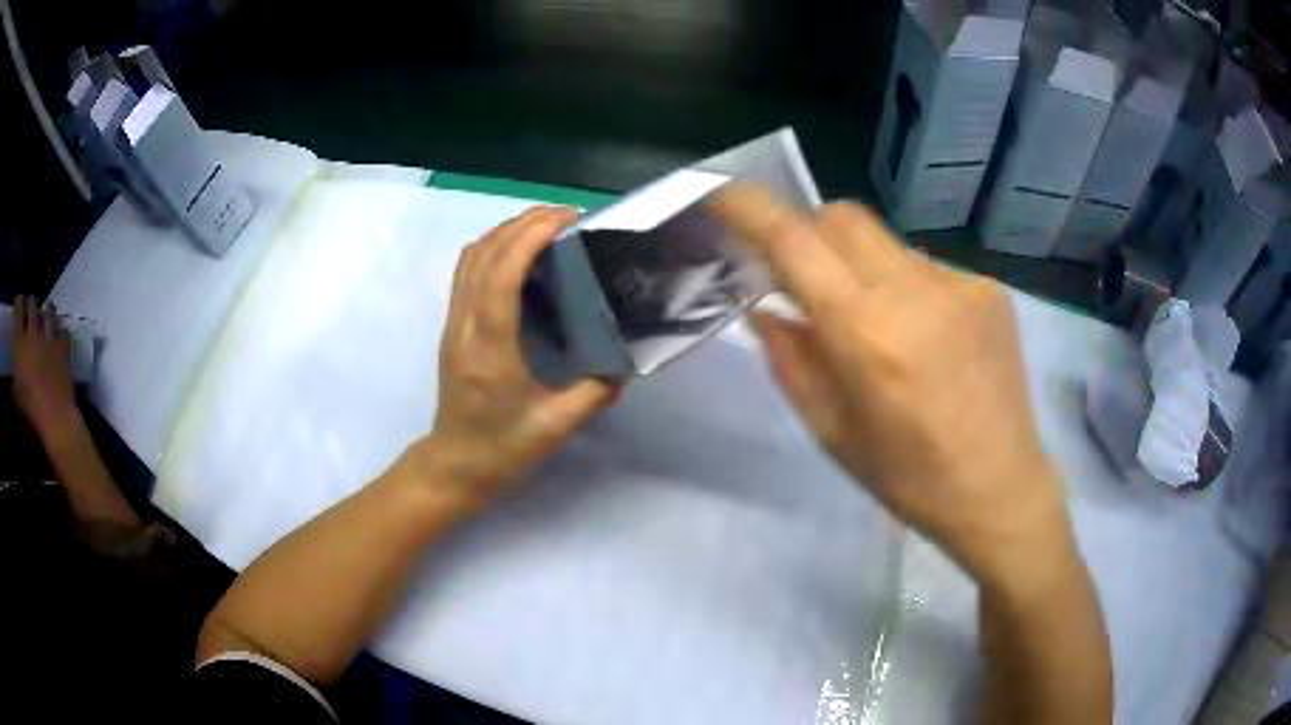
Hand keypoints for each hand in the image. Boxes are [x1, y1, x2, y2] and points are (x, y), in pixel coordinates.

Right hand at [11, 295, 79, 439]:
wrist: (54, 414)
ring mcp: (49, 337)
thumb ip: (15, 381)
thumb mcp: (17, 395)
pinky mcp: (63, 346)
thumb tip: (14, 380)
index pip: (18, 310)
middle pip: (32, 304)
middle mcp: (34, 333)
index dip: (18, 302)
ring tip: (46, 312)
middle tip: (30, 305)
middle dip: (31, 302)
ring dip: (47, 309)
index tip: (18, 302)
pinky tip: (60, 331)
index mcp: (20, 342)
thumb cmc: (31, 407)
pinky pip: (63, 329)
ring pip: (49, 310)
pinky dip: (60, 328)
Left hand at [419, 207, 620, 502]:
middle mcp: (465, 325)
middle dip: (523, 223)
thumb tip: (623, 361)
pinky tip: (519, 253)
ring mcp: (454, 323)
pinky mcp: (452, 325)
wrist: (455, 464)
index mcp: (490, 348)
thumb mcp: (557, 427)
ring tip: (546, 226)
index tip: (566, 218)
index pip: (502, 274)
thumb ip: (595, 392)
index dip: (531, 236)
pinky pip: (466, 271)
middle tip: (567, 216)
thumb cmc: (502, 448)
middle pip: (484, 253)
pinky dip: (492, 248)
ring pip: (470, 257)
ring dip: (505, 231)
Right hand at [710, 186, 1070, 583]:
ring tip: (873, 321)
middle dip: (806, 231)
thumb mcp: (831, 431)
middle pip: (840, 216)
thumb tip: (762, 306)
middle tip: (800, 276)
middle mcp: (916, 292)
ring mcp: (959, 283)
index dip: (751, 209)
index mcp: (868, 335)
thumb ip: (789, 359)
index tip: (722, 196)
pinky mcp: (987, 288)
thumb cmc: (909, 478)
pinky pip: (923, 263)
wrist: (1001, 488)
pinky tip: (920, 334)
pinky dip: (901, 283)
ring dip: (857, 263)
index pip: (796, 242)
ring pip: (883, 239)